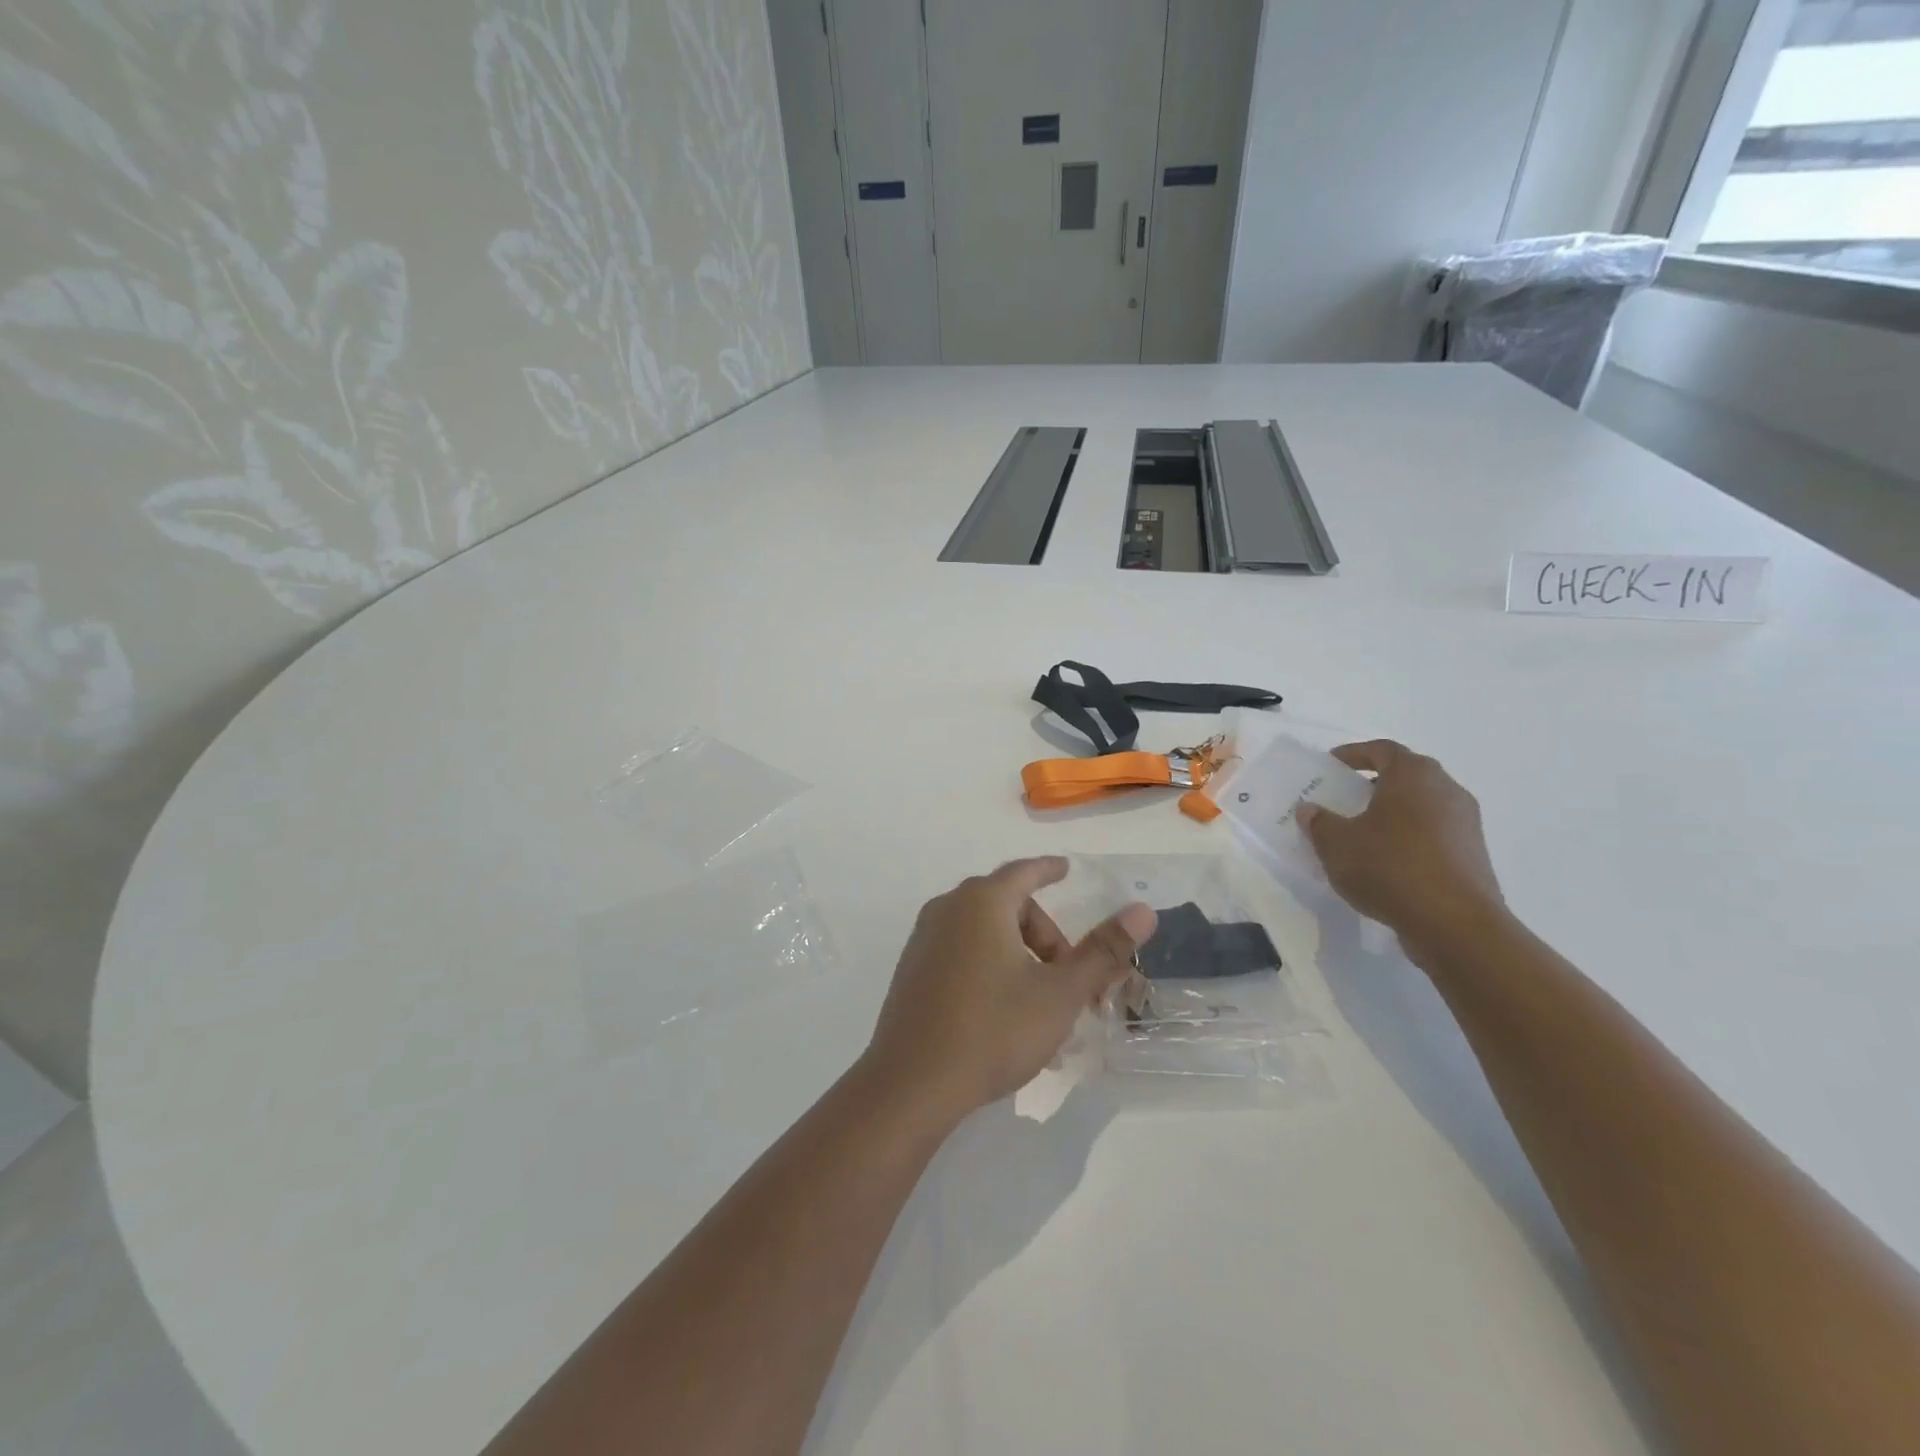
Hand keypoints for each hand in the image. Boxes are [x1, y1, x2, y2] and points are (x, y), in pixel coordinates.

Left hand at [860, 857, 1155, 1125]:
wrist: (911, 1084)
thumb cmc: (993, 1030)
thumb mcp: (1060, 993)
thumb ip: (1103, 951)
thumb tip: (1142, 911)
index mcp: (982, 902)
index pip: (1025, 871)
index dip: (1050, 869)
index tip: (1067, 869)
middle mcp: (948, 909)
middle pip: (1008, 906)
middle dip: (1046, 937)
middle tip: (1073, 980)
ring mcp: (924, 940)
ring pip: (985, 933)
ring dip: (1021, 957)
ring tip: (1044, 1006)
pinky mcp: (912, 971)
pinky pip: (962, 953)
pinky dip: (991, 968)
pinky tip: (1005, 1015)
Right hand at [1297, 741, 1506, 959]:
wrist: (1455, 924)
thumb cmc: (1390, 868)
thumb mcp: (1337, 845)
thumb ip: (1320, 823)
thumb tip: (1310, 810)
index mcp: (1413, 775)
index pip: (1382, 749)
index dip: (1354, 754)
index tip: (1332, 765)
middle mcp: (1446, 789)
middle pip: (1406, 775)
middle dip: (1374, 783)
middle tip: (1345, 798)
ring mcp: (1466, 822)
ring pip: (1422, 805)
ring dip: (1394, 812)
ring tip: (1363, 832)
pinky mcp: (1473, 854)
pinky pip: (1434, 833)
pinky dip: (1410, 837)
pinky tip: (1388, 861)